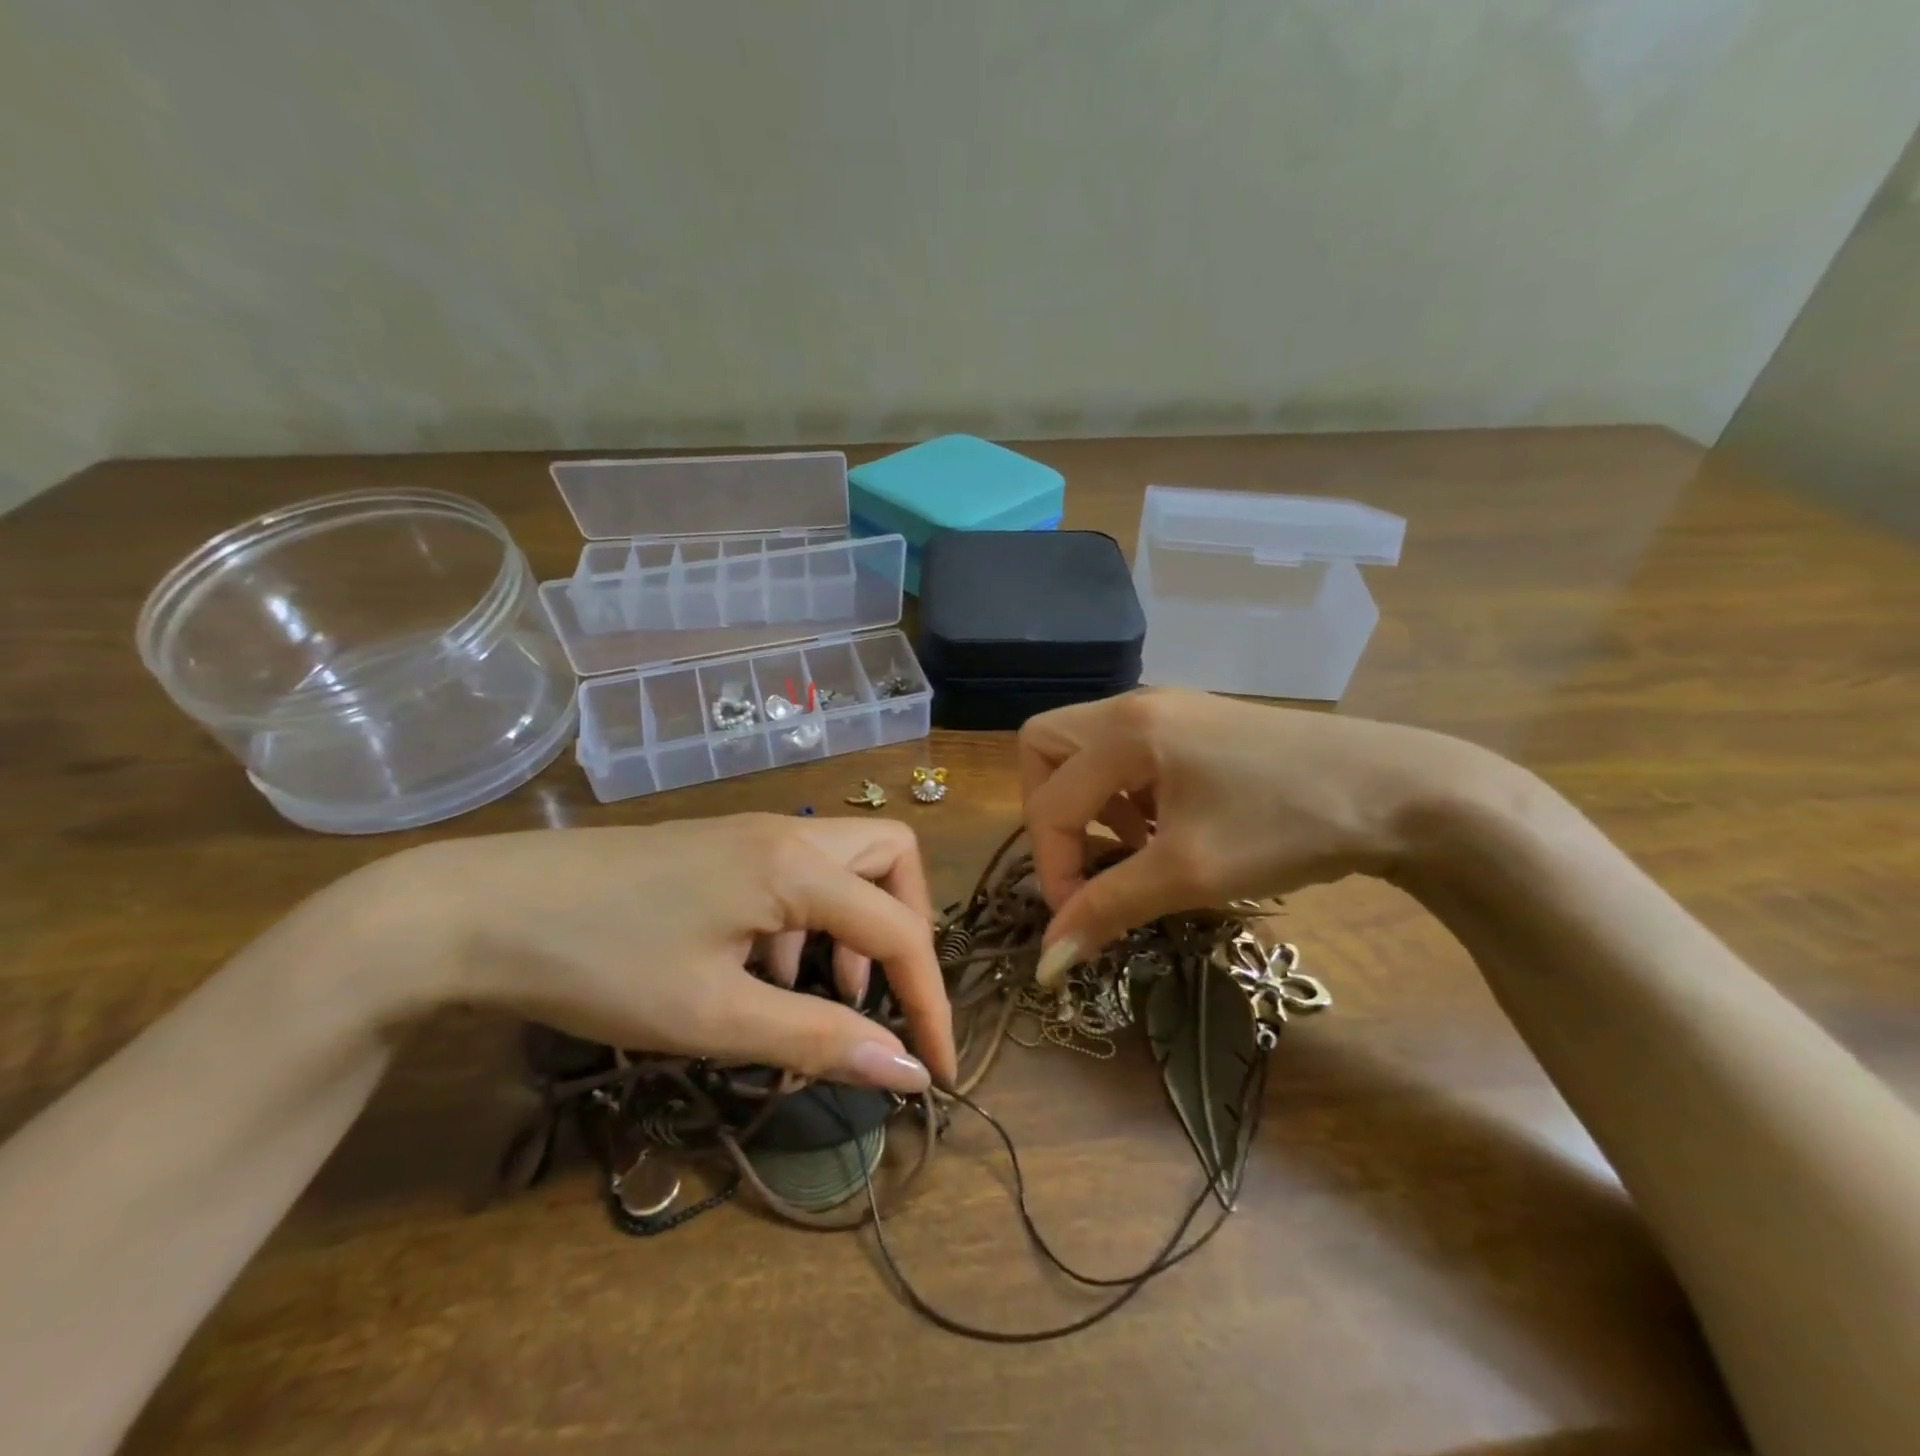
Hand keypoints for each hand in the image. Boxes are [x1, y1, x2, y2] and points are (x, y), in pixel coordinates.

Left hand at [373, 814, 953, 1093]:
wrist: (474, 911)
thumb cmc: (601, 964)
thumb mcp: (714, 1018)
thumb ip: (819, 1039)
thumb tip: (906, 1072)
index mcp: (796, 867)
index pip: (899, 929)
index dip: (930, 1001)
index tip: (935, 1072)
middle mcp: (787, 834)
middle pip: (890, 857)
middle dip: (904, 926)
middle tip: (878, 993)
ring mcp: (750, 833)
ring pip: (843, 863)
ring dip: (851, 924)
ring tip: (807, 990)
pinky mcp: (719, 846)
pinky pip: (794, 873)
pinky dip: (803, 920)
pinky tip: (755, 968)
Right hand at [1018, 689, 1488, 983]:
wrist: (1401, 792)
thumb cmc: (1288, 826)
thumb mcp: (1189, 873)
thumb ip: (1107, 910)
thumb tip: (1045, 965)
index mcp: (1125, 731)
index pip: (1050, 802)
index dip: (1052, 868)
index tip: (1079, 922)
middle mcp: (1134, 706)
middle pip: (1045, 747)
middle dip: (1049, 809)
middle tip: (1085, 857)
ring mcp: (1168, 709)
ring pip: (1084, 745)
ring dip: (1089, 800)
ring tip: (1133, 845)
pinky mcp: (1196, 723)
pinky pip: (1125, 750)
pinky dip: (1123, 790)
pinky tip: (1166, 825)